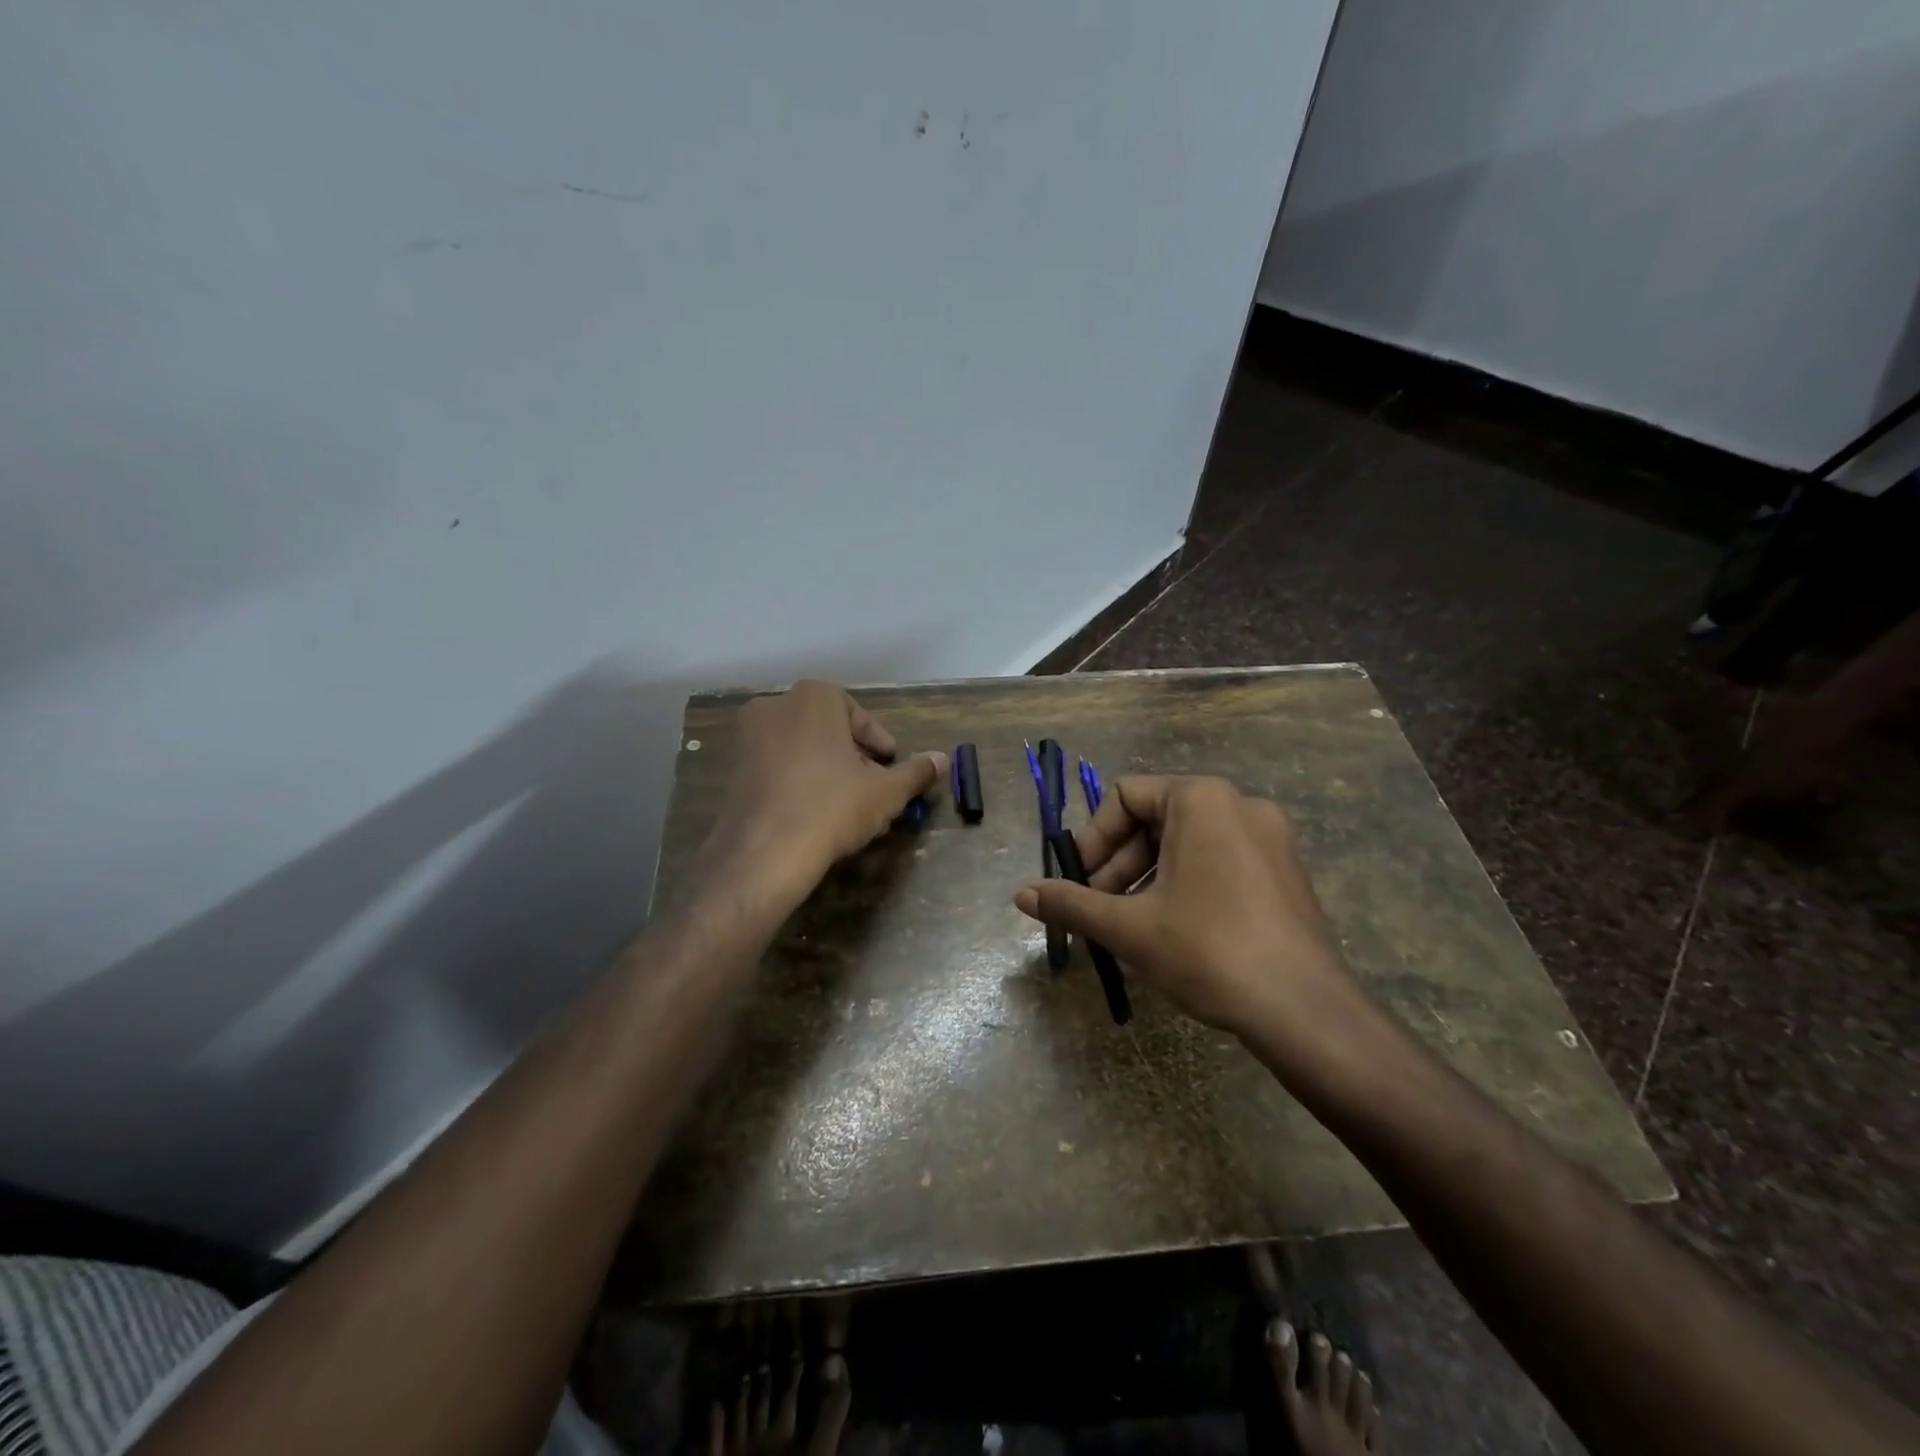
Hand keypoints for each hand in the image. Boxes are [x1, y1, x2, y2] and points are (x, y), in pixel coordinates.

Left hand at [701, 681, 946, 908]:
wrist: (763, 854)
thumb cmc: (832, 808)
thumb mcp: (886, 792)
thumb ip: (916, 772)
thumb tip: (943, 759)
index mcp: (814, 698)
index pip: (858, 714)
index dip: (879, 743)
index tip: (890, 767)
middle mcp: (775, 705)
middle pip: (828, 729)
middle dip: (853, 757)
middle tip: (872, 788)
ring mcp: (747, 737)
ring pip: (801, 748)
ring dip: (826, 770)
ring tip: (847, 805)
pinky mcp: (731, 769)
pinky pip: (776, 768)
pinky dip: (797, 783)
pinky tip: (813, 815)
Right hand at [1012, 776, 1356, 1041]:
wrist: (1305, 1011)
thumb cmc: (1208, 950)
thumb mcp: (1128, 926)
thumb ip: (1071, 903)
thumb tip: (1021, 895)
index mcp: (1202, 799)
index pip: (1126, 796)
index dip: (1093, 838)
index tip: (1079, 881)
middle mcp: (1240, 805)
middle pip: (1156, 819)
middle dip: (1118, 865)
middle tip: (1098, 910)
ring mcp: (1269, 838)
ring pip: (1186, 845)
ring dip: (1146, 881)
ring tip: (1127, 931)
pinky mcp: (1285, 872)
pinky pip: (1217, 864)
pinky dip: (1183, 888)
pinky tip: (1167, 937)